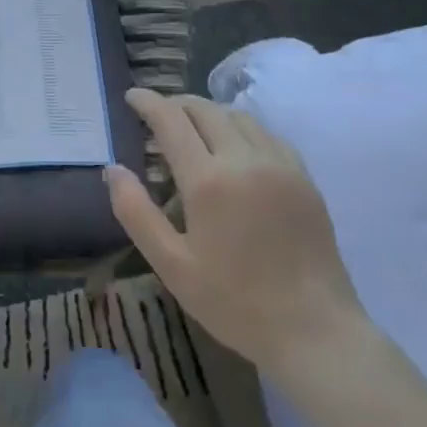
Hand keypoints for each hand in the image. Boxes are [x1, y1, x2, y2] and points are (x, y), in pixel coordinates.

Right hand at [105, 89, 362, 373]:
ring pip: (239, 116)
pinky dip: (241, 127)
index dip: (148, 102)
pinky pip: (267, 134)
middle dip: (176, 103)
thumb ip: (136, 212)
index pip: (171, 120)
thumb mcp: (171, 264)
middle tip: (156, 113)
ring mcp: (281, 166)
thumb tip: (112, 169)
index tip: (131, 96)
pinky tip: (234, 147)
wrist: (315, 330)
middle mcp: (245, 160)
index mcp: (208, 180)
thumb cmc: (234, 302)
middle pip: (206, 109)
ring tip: (192, 127)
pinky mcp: (304, 178)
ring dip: (209, 112)